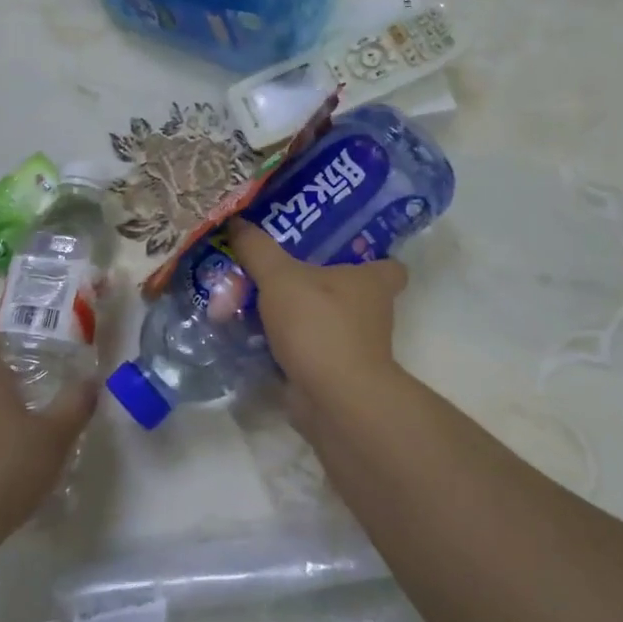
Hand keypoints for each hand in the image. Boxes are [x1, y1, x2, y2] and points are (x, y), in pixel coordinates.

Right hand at [226, 217, 407, 415]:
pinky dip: (284, 347)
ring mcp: (354, 347)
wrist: (333, 399)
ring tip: (252, 302)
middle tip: (275, 270)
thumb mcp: (280, 278)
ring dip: (294, 317)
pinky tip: (251, 337)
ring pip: (322, 322)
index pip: (387, 264)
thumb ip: (258, 250)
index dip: (368, 255)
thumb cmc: (320, 325)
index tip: (336, 249)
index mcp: (373, 282)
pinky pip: (306, 351)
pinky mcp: (334, 373)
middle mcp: (371, 313)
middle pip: (345, 291)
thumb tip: (235, 222)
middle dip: (314, 285)